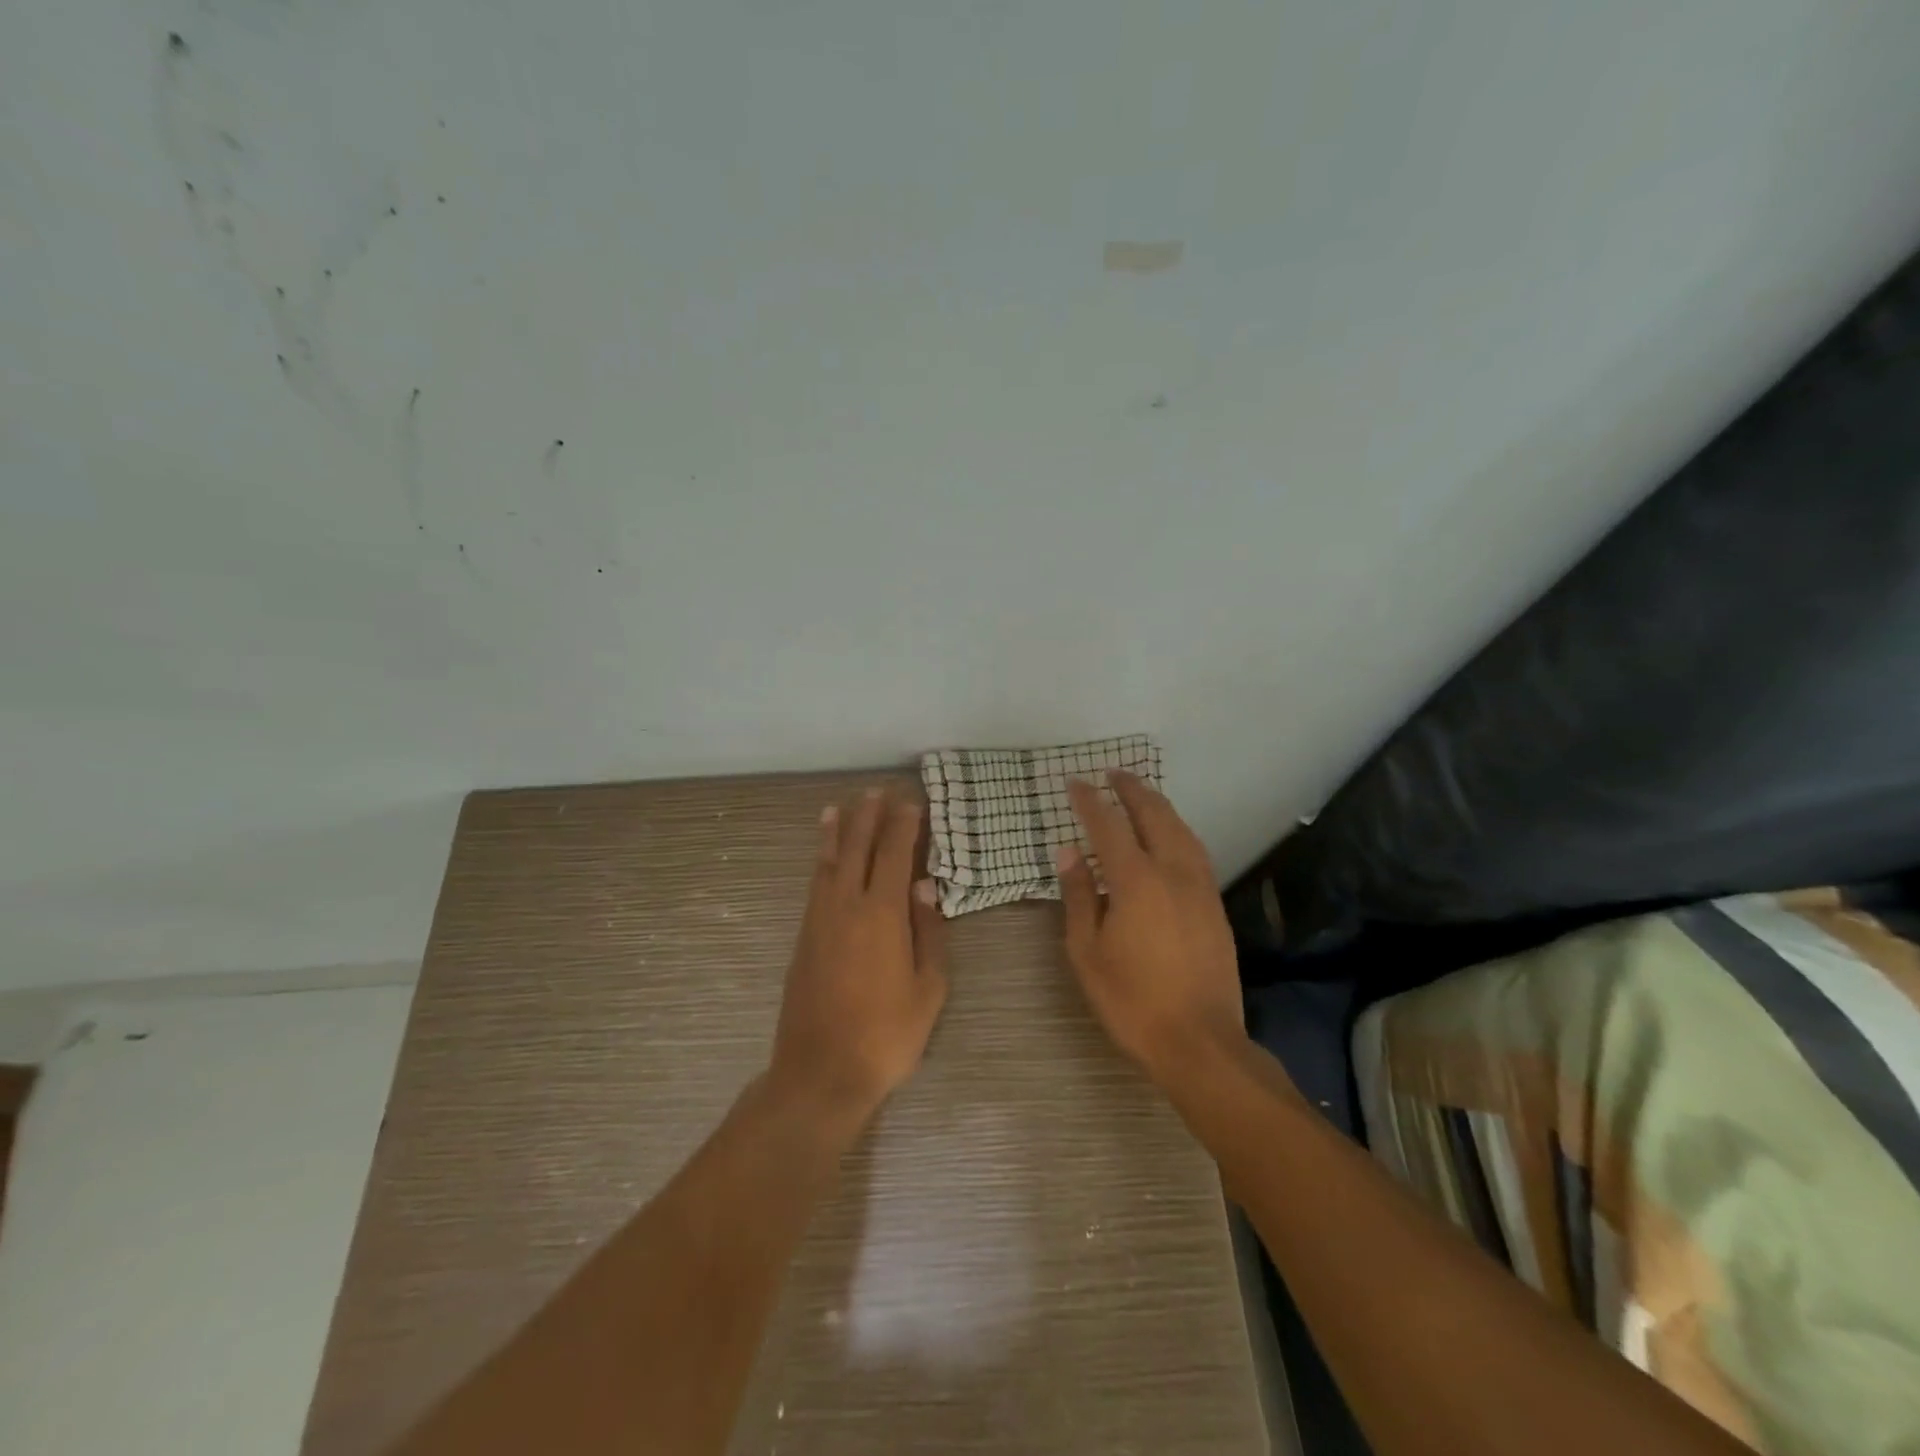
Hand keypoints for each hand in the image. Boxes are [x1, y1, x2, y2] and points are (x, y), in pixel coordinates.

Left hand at [769, 788, 948, 1131]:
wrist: (821, 1072)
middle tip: (877, 791)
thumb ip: (929, 932)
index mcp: (882, 914)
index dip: (904, 824)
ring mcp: (819, 919)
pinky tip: (824, 856)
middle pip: (857, 848)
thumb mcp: (929, 989)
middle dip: (868, 816)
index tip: (912, 801)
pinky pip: (815, 883)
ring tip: (840, 807)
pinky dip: (821, 860)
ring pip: (828, 861)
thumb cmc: (886, 1035)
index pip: (894, 853)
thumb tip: (924, 885)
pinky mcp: (803, 936)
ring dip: (836, 831)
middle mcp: (846, 905)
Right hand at [1058, 771, 1244, 1084]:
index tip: (1074, 782)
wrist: (1199, 1042)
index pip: (1108, 826)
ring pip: (1181, 830)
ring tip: (1141, 794)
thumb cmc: (1131, 1000)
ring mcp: (1200, 887)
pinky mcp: (1215, 905)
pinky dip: (1177, 830)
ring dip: (1159, 805)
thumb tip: (1068, 852)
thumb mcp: (1087, 951)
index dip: (1090, 801)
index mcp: (1137, 881)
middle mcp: (1173, 872)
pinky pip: (1195, 850)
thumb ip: (1079, 896)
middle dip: (1132, 790)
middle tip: (1113, 774)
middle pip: (1154, 816)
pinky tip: (1170, 837)